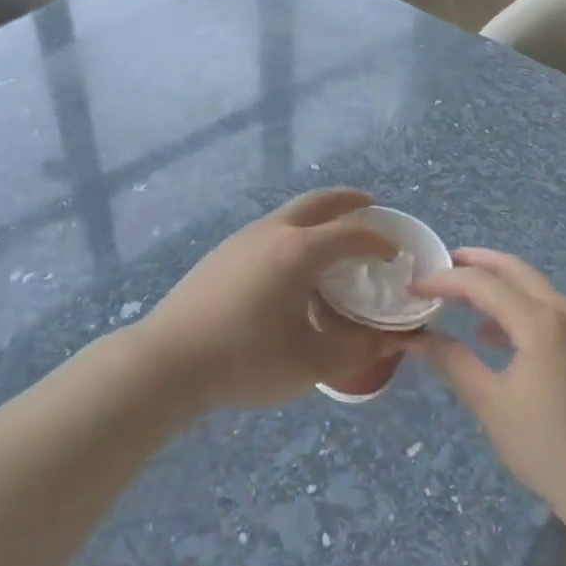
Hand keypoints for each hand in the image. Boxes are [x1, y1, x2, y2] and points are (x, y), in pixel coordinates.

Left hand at [135, 189, 402, 411]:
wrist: (169, 361)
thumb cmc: (246, 359)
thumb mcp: (311, 363)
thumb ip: (357, 349)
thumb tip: (393, 340)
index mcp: (299, 251)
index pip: (351, 234)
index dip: (379, 241)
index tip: (396, 253)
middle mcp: (273, 232)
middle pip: (318, 202)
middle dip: (348, 201)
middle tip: (370, 207)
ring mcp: (242, 239)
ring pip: (290, 213)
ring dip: (319, 216)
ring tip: (334, 237)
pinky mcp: (223, 253)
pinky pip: (270, 229)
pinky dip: (295, 231)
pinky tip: (291, 264)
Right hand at [407, 249, 565, 522]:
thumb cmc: (546, 447)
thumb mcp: (490, 403)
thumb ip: (452, 361)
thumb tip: (415, 338)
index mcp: (540, 321)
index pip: (482, 284)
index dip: (444, 281)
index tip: (414, 288)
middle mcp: (565, 310)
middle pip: (513, 270)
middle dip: (475, 263)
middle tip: (441, 265)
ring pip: (533, 286)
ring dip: (497, 284)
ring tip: (461, 297)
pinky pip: (549, 308)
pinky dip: (518, 307)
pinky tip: (495, 334)